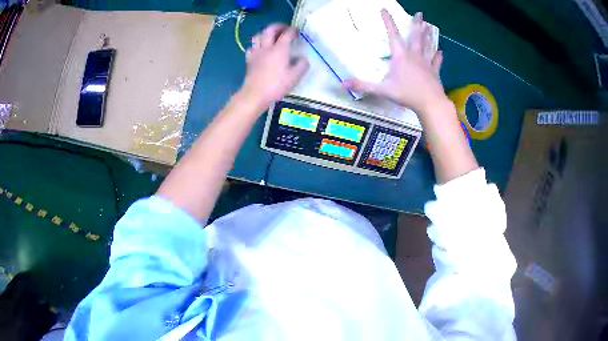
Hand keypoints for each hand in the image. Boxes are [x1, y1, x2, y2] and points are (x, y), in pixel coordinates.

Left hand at [240, 24, 308, 110]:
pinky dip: (257, 44)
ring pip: (258, 35)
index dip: (293, 30)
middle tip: (285, 28)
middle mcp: (267, 47)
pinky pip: (252, 47)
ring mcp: (256, 52)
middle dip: (278, 26)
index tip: (297, 32)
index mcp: (280, 49)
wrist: (255, 94)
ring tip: (272, 36)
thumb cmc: (276, 85)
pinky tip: (261, 49)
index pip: (287, 34)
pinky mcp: (249, 59)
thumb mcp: (295, 77)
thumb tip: (302, 58)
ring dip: (266, 33)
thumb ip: (302, 65)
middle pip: (270, 29)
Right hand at [344, 10, 445, 113]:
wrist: (431, 104)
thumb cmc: (407, 95)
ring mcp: (426, 63)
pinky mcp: (434, 72)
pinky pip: (436, 62)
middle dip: (417, 24)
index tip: (384, 9)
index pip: (392, 35)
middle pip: (415, 37)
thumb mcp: (382, 90)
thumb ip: (363, 86)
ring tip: (430, 26)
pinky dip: (438, 57)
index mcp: (401, 57)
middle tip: (420, 14)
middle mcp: (414, 56)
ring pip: (427, 46)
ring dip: (428, 35)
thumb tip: (342, 84)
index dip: (388, 21)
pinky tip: (441, 52)